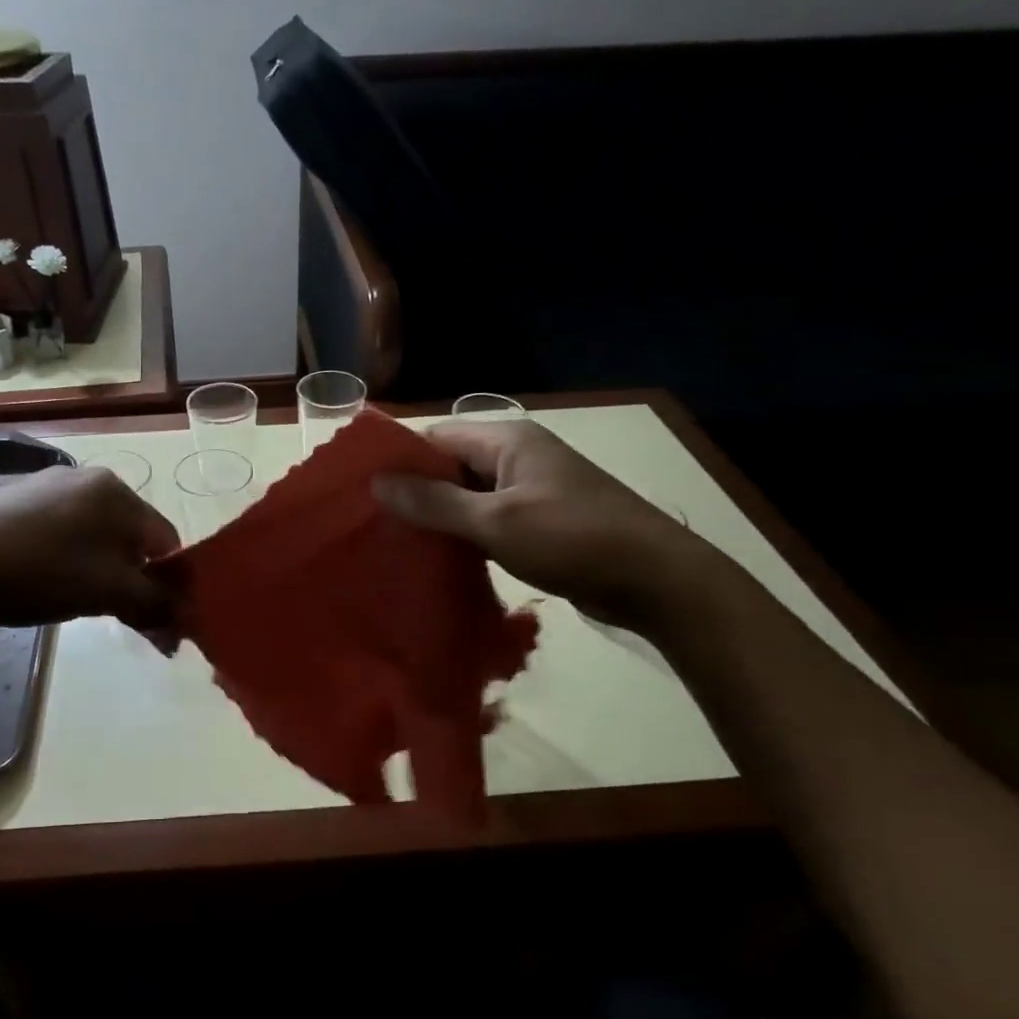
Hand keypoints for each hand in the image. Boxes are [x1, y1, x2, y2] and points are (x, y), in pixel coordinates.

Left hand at [0, 465, 179, 630]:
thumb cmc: (37, 571)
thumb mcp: (105, 592)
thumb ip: (154, 604)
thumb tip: (187, 619)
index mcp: (117, 491)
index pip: (166, 541)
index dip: (171, 585)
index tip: (162, 624)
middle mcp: (89, 478)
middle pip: (132, 538)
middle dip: (135, 582)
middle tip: (122, 620)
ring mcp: (49, 486)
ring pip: (97, 537)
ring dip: (103, 574)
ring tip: (79, 604)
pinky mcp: (18, 500)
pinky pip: (64, 532)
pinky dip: (70, 561)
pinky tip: (46, 583)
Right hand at [372, 420, 717, 631]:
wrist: (657, 580)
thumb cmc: (573, 540)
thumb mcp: (495, 522)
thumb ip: (434, 502)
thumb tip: (377, 482)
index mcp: (507, 441)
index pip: (435, 438)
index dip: (398, 461)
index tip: (361, 492)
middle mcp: (517, 457)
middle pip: (449, 466)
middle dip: (414, 492)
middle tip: (372, 525)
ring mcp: (530, 489)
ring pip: (467, 496)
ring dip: (438, 517)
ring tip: (395, 544)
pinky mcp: (540, 521)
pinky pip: (488, 519)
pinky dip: (464, 534)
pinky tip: (437, 559)